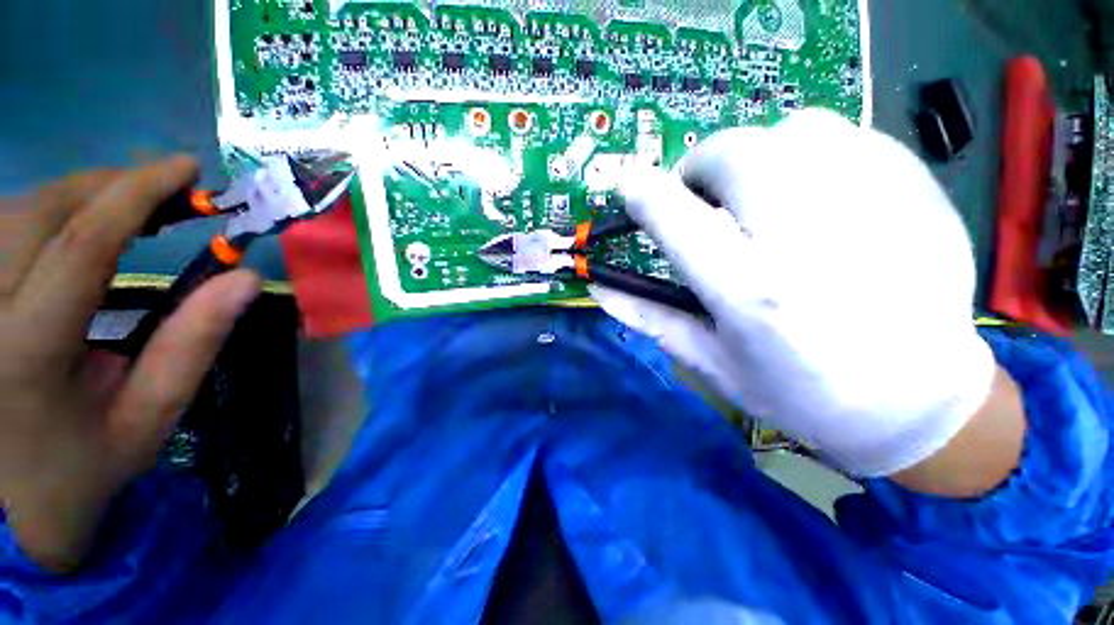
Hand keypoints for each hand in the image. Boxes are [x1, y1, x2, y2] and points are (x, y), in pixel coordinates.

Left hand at [0, 157, 259, 571]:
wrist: (11, 508)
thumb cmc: (84, 466)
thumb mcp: (150, 414)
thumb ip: (193, 343)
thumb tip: (244, 279)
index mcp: (28, 350)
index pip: (83, 243)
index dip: (137, 193)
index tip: (185, 168)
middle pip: (41, 212)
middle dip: (108, 186)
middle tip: (164, 190)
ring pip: (14, 211)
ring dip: (77, 197)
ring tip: (127, 206)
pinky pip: (0, 229)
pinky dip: (45, 213)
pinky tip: (75, 226)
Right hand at [594, 109, 1005, 478]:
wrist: (920, 402)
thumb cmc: (801, 393)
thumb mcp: (711, 362)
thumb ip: (650, 316)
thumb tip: (599, 287)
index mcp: (751, 292)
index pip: (675, 217)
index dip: (641, 193)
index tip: (629, 186)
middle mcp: (809, 240)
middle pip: (733, 154)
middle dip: (701, 169)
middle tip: (706, 202)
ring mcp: (875, 206)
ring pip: (792, 130)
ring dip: (758, 158)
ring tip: (764, 201)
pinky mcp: (917, 190)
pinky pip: (845, 136)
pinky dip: (812, 155)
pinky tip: (819, 198)